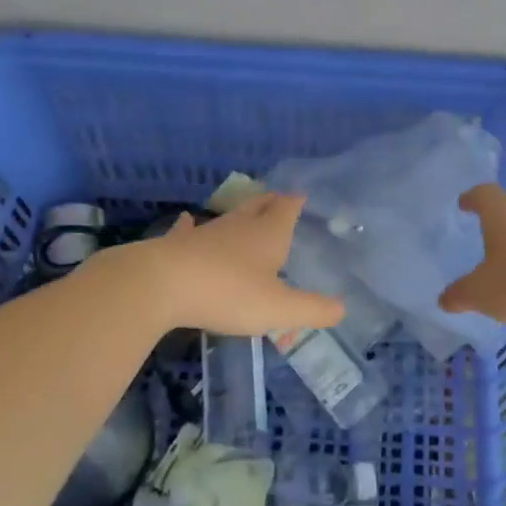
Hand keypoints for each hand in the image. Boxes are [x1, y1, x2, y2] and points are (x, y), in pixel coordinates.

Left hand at [118, 193, 344, 336]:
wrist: (162, 285)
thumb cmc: (229, 293)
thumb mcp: (279, 308)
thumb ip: (313, 310)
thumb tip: (342, 308)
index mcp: (269, 234)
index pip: (287, 208)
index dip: (296, 202)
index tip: (301, 196)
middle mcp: (239, 226)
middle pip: (259, 205)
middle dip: (271, 202)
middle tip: (278, 199)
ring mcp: (206, 233)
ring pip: (228, 217)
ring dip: (239, 215)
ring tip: (246, 213)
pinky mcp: (178, 245)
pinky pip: (188, 230)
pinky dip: (191, 226)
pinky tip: (187, 221)